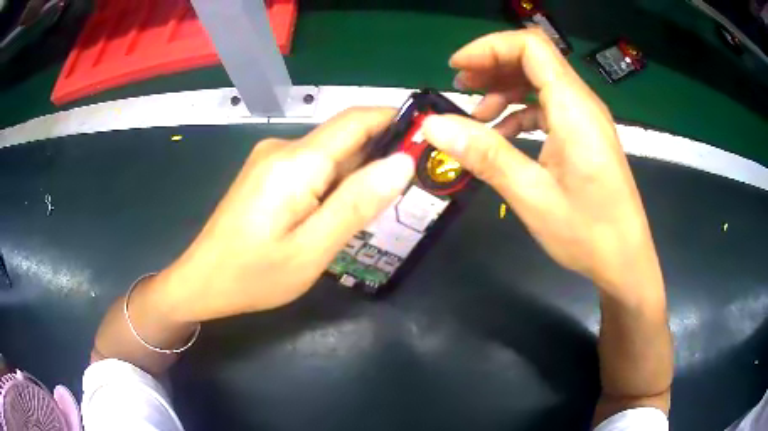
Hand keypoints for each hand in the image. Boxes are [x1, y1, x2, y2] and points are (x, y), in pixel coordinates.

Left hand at [157, 108, 413, 321]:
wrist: (203, 281)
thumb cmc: (255, 274)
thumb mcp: (313, 248)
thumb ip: (358, 203)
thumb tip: (402, 162)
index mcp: (296, 161)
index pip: (356, 120)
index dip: (396, 119)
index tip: (429, 136)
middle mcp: (283, 147)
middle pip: (345, 137)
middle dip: (380, 155)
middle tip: (409, 189)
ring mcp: (271, 158)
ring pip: (330, 155)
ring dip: (357, 174)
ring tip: (374, 210)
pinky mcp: (267, 173)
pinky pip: (312, 167)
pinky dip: (334, 182)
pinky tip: (336, 213)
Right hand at [422, 29, 662, 293]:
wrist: (625, 260)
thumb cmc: (587, 232)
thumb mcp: (532, 195)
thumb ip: (485, 154)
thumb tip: (433, 126)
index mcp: (573, 108)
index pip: (530, 48)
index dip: (489, 47)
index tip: (456, 67)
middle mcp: (582, 103)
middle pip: (534, 60)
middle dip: (493, 66)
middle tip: (460, 87)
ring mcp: (585, 119)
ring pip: (541, 82)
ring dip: (505, 89)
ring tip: (476, 113)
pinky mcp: (584, 135)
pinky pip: (549, 108)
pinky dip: (521, 112)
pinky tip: (503, 135)